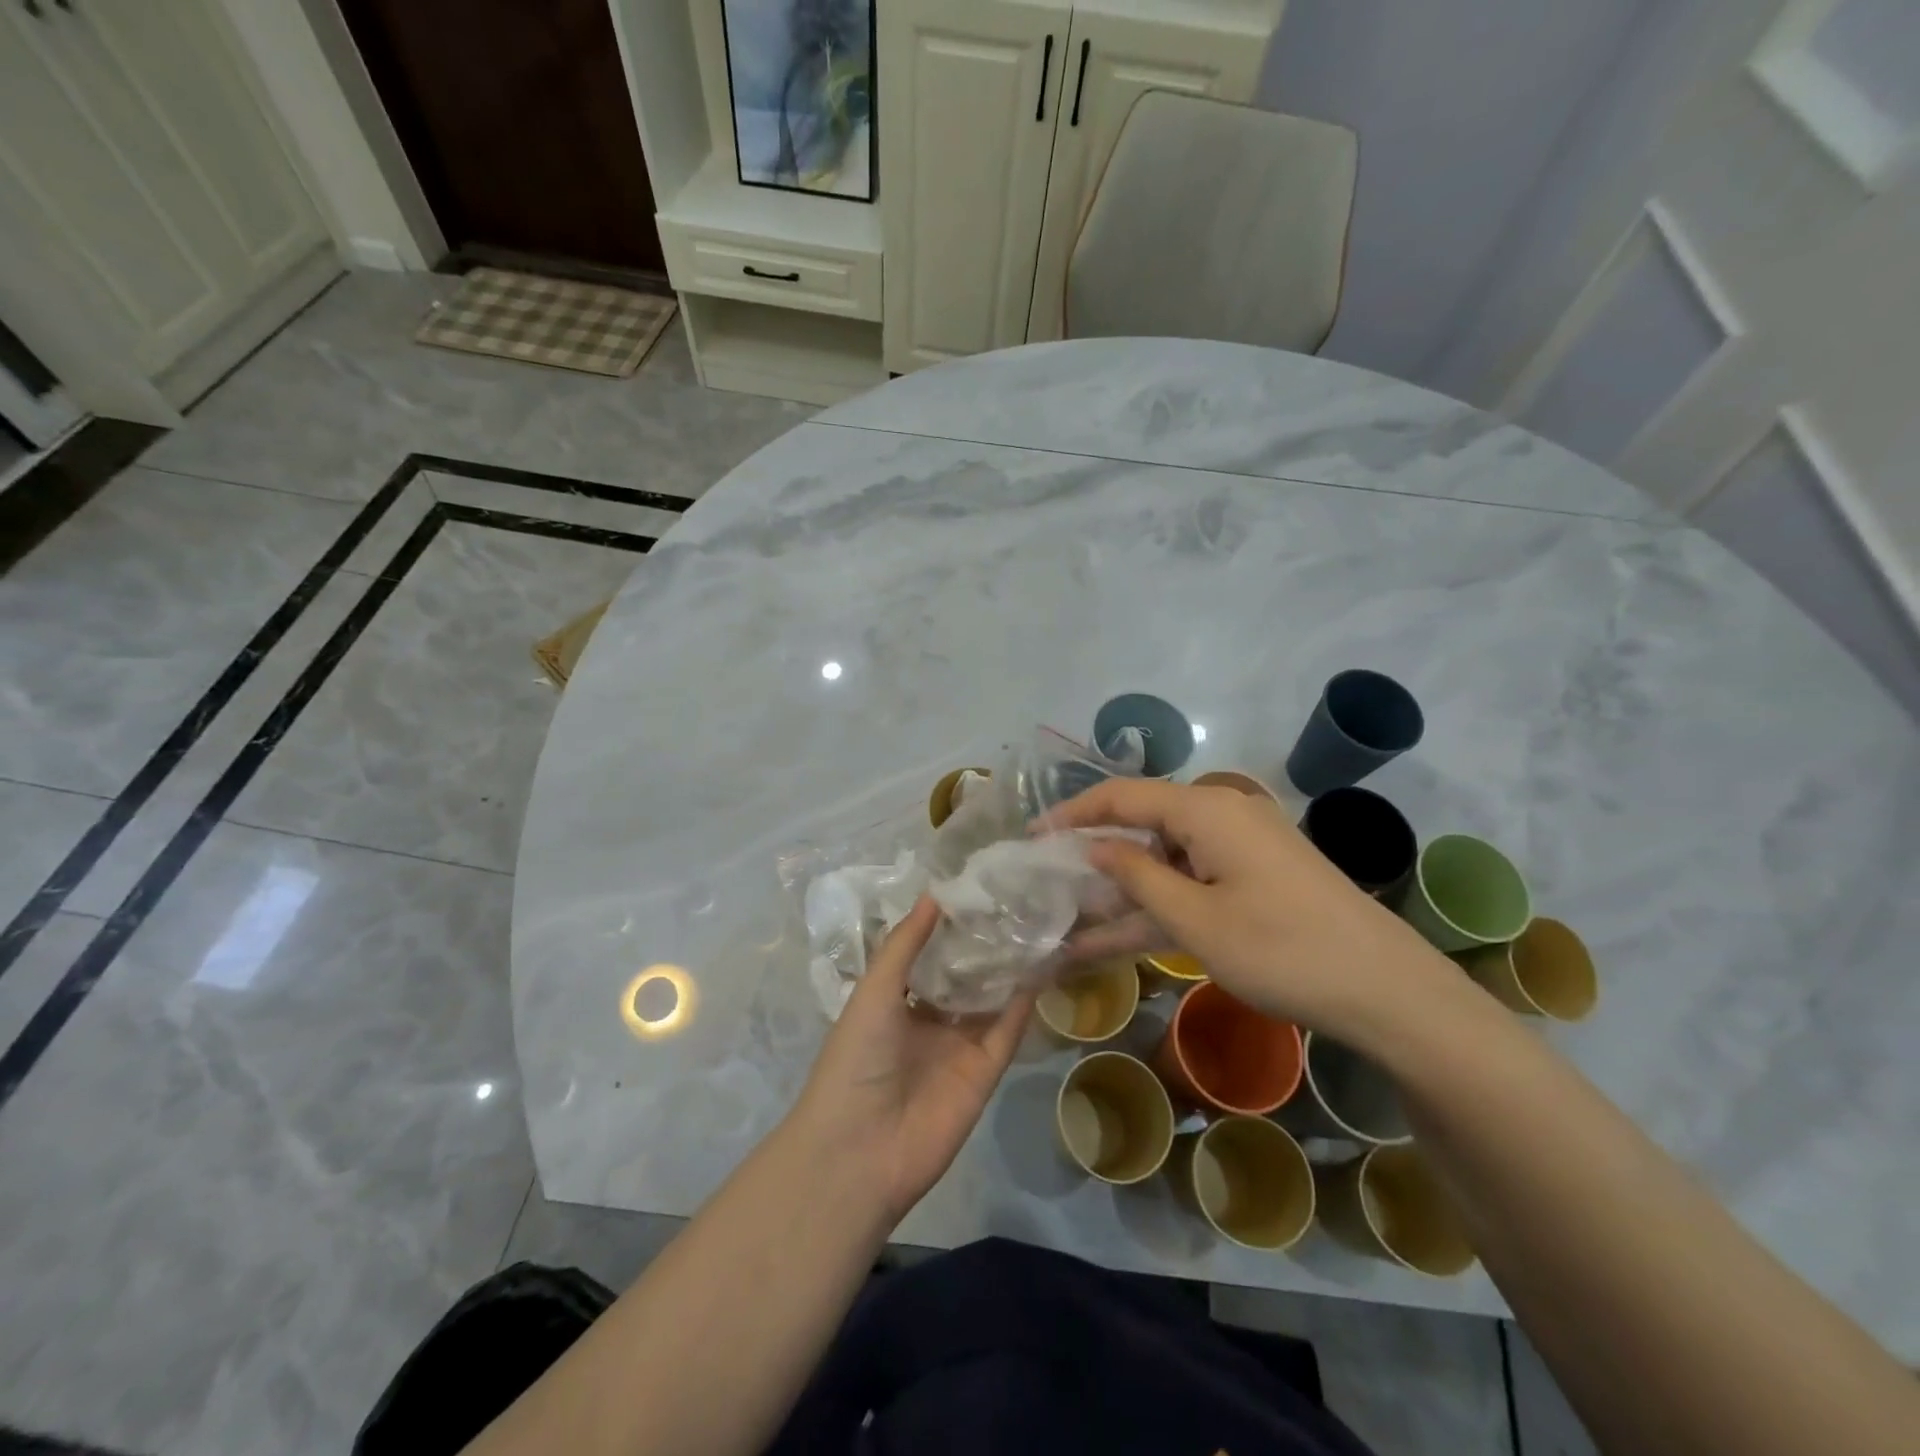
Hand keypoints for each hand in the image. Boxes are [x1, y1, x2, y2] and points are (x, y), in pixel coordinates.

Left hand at [795, 897, 1032, 1224]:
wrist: (860, 1150)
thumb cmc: (857, 1058)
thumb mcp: (874, 990)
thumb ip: (905, 943)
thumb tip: (935, 893)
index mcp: (897, 1001)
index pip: (931, 956)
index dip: (952, 927)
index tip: (980, 889)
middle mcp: (930, 1020)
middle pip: (966, 976)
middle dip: (986, 945)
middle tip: (1018, 900)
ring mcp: (959, 1047)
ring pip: (992, 1000)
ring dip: (1010, 968)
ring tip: (1037, 923)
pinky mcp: (985, 1072)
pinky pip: (1008, 1031)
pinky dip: (1024, 1003)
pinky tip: (1042, 966)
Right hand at [1049, 779, 1448, 1042]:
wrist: (1388, 992)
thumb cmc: (1282, 951)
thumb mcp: (1194, 921)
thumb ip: (1136, 876)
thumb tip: (1093, 847)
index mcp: (1206, 810)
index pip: (1122, 796)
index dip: (1072, 813)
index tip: (1031, 837)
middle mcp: (1222, 815)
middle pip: (1142, 825)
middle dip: (1095, 856)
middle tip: (1049, 884)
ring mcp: (1242, 848)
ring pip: (1165, 860)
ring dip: (1124, 891)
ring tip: (1073, 921)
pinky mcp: (1255, 878)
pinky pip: (1192, 881)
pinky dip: (1159, 904)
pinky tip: (1119, 935)